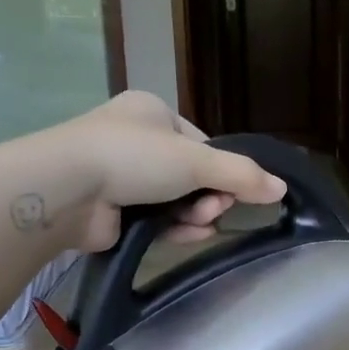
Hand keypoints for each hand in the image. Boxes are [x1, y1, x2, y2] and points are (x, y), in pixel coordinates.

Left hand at [39, 92, 286, 251]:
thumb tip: (282, 188)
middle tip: (214, 209)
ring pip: (176, 200)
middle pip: (192, 175)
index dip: (222, 169)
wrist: (66, 189)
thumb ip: (242, 174)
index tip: (234, 190)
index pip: (201, 144)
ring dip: (196, 214)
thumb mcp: (196, 160)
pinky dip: (176, 228)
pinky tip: (191, 235)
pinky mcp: (113, 210)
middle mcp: (137, 140)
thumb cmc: (133, 157)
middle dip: (209, 195)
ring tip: (202, 224)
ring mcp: (122, 177)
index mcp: (153, 113)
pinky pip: (156, 220)